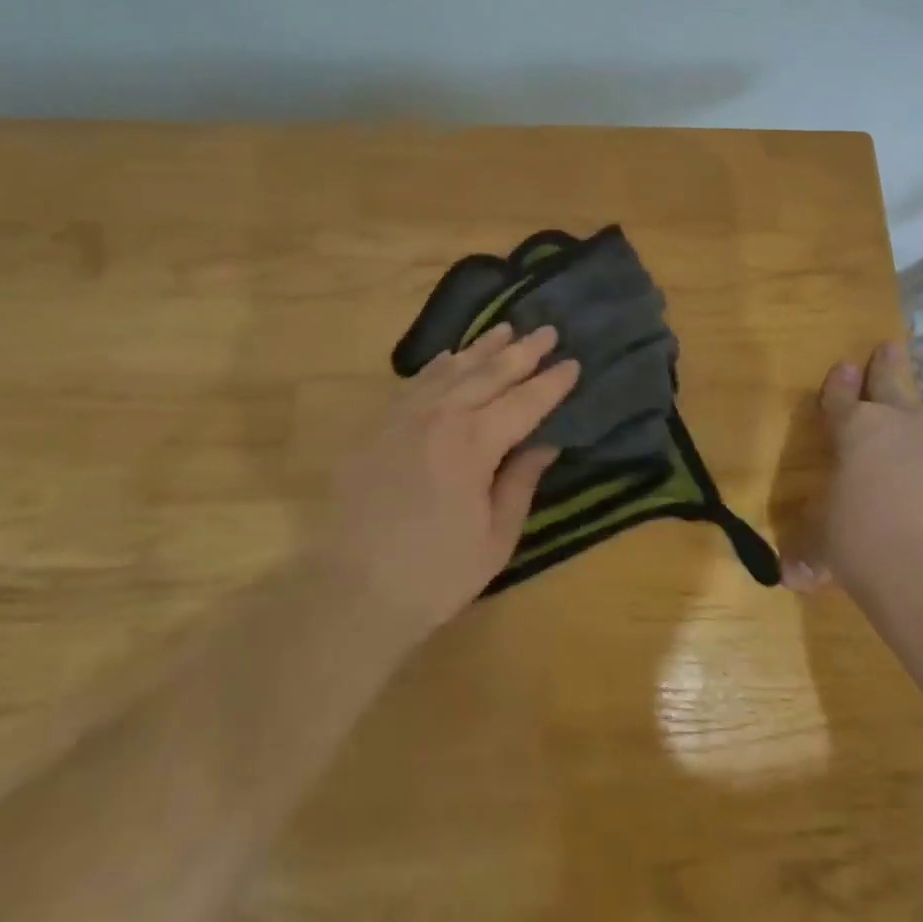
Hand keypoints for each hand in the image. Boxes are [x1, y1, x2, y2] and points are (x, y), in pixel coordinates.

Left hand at [318, 323, 580, 644]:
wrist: (349, 592)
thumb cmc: (434, 574)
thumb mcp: (495, 538)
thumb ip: (521, 482)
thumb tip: (546, 442)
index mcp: (474, 443)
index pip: (524, 402)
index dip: (551, 383)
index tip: (573, 362)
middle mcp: (440, 416)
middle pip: (489, 373)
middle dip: (523, 351)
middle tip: (548, 331)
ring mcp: (403, 416)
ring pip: (451, 369)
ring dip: (482, 348)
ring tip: (507, 329)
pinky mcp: (377, 426)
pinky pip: (414, 383)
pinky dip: (438, 365)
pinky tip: (451, 355)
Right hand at [781, 341, 922, 596]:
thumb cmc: (864, 547)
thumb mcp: (824, 547)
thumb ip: (809, 551)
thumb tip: (791, 576)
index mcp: (857, 431)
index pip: (841, 398)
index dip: (840, 384)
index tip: (845, 365)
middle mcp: (904, 424)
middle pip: (893, 384)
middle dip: (887, 365)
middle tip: (889, 347)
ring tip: (921, 460)